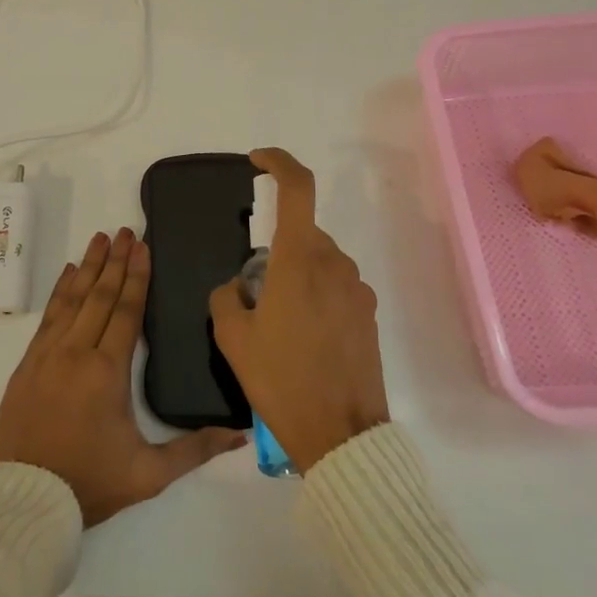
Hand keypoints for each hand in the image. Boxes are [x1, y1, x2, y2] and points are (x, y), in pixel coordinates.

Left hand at [0, 227, 246, 525]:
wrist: (24, 498)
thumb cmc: (90, 483)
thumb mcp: (149, 474)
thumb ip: (194, 450)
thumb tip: (239, 437)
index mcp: (108, 372)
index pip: (126, 312)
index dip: (136, 277)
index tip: (142, 247)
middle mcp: (76, 352)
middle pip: (99, 296)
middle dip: (115, 261)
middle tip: (125, 230)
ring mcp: (47, 355)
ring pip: (71, 300)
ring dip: (87, 267)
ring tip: (99, 239)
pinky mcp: (28, 364)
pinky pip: (48, 316)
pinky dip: (60, 292)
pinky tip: (68, 275)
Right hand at [209, 148, 389, 471]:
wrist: (340, 435)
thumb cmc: (281, 379)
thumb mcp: (232, 337)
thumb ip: (227, 295)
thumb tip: (240, 287)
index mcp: (300, 260)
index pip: (297, 189)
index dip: (278, 163)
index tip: (257, 160)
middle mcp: (335, 265)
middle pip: (301, 234)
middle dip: (275, 251)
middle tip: (254, 296)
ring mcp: (357, 290)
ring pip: (318, 263)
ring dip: (295, 278)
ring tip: (277, 327)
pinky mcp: (369, 315)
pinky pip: (335, 288)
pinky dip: (315, 298)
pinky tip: (303, 341)